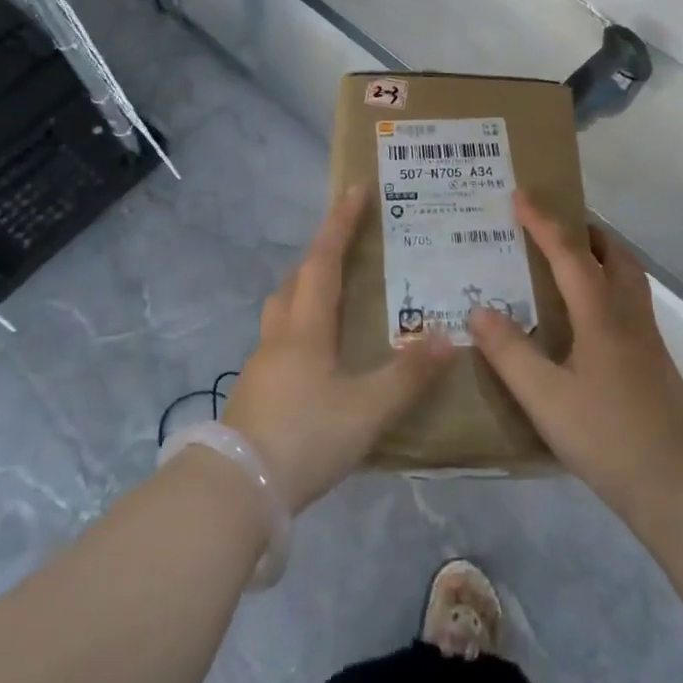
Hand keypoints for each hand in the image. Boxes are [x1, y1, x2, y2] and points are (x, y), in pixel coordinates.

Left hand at [223, 184, 452, 511]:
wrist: (235, 492)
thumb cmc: (304, 438)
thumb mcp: (366, 410)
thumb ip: (408, 376)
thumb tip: (446, 336)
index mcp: (306, 328)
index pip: (324, 261)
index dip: (340, 224)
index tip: (355, 190)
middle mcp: (280, 336)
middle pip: (297, 279)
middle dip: (322, 253)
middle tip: (349, 242)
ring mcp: (263, 364)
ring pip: (284, 309)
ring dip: (306, 288)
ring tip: (335, 293)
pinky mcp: (257, 391)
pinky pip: (282, 339)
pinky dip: (302, 326)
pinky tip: (320, 354)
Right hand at [469, 193, 682, 513]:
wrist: (682, 482)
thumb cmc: (609, 436)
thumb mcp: (546, 398)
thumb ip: (510, 352)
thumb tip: (477, 310)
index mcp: (600, 313)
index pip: (569, 252)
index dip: (542, 221)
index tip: (518, 195)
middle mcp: (626, 311)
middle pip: (610, 251)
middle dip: (579, 228)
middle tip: (544, 225)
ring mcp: (644, 333)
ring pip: (624, 272)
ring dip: (596, 252)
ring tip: (561, 259)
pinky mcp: (650, 355)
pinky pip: (625, 296)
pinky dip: (602, 280)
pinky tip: (581, 311)